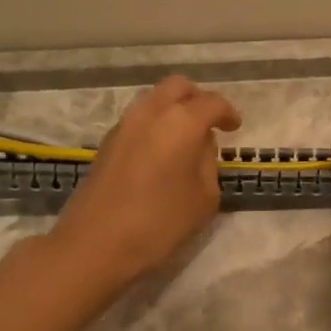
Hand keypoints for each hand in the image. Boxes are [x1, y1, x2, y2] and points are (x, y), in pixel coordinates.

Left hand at [49, 76, 242, 289]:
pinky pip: (138, 119)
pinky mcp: (107, 142)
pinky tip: (161, 153)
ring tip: (185, 139)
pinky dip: (155, 125)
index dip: (228, 113)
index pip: (212, 103)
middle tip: (210, 123)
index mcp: (181, 122)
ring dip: (173, 110)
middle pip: (178, 87)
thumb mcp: (204, 198)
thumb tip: (199, 146)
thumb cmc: (159, 222)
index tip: (234, 128)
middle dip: (198, 99)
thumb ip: (208, 163)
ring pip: (154, 100)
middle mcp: (151, 112)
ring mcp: (124, 125)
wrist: (96, 244)